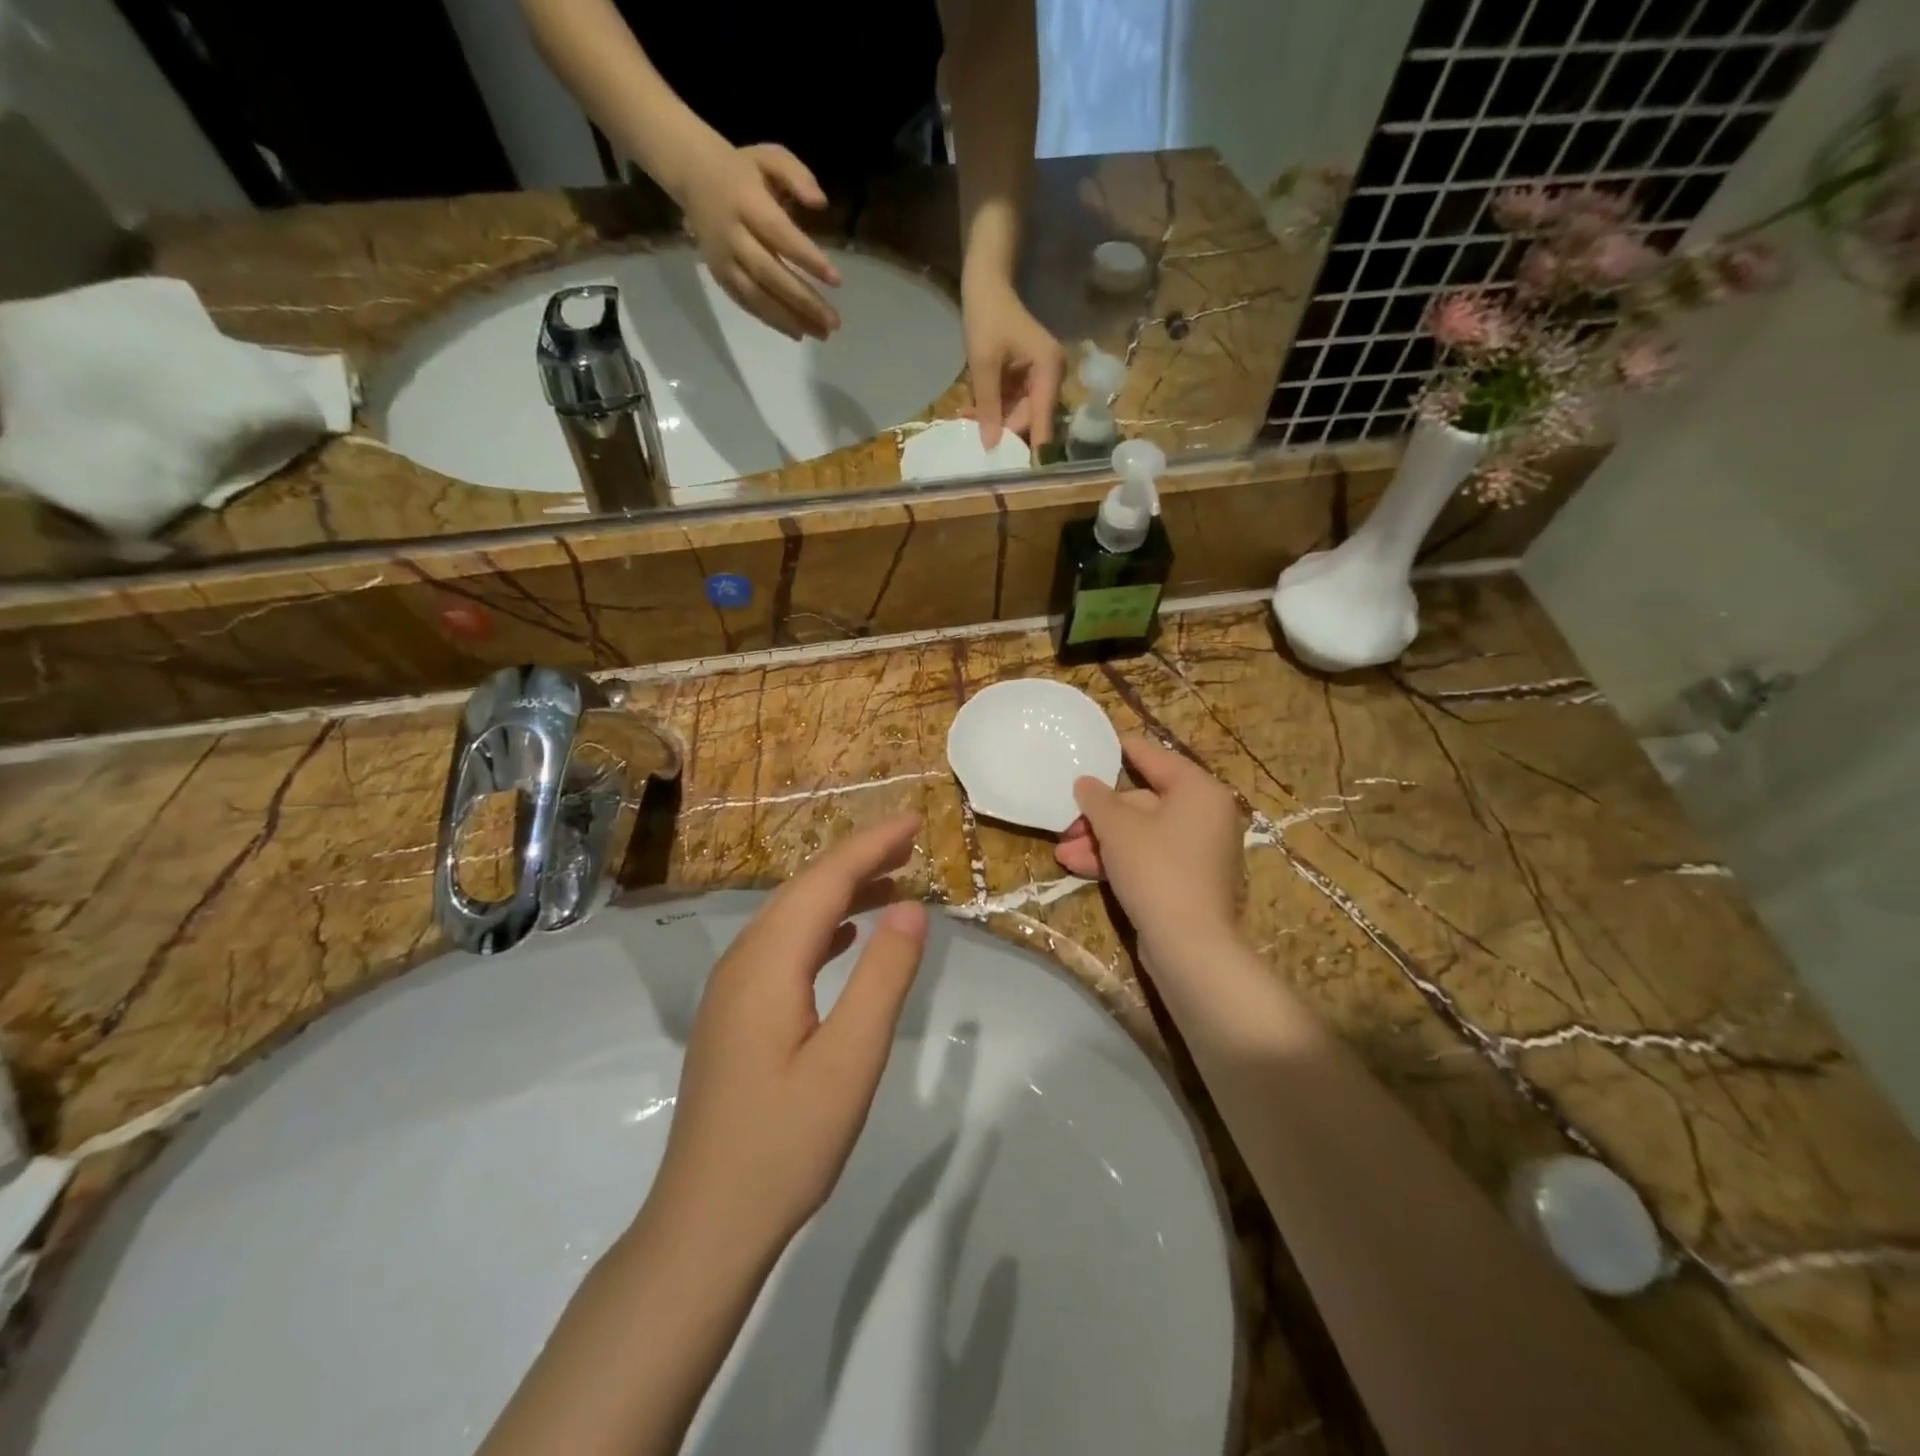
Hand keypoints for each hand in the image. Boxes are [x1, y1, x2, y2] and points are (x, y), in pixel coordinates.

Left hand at [651, 814, 928, 1251]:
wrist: (705, 1225)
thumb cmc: (785, 1144)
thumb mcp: (851, 1059)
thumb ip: (882, 977)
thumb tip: (910, 907)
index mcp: (768, 963)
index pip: (825, 881)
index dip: (871, 846)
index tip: (915, 821)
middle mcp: (742, 961)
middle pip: (804, 889)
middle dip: (858, 859)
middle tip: (910, 841)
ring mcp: (732, 989)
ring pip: (791, 917)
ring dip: (841, 891)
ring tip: (891, 880)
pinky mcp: (735, 1014)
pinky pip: (783, 947)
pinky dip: (821, 926)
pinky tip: (844, 936)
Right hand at [678, 140, 842, 339]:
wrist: (691, 175)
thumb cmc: (742, 170)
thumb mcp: (769, 157)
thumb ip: (797, 176)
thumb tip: (821, 203)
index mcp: (746, 201)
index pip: (780, 235)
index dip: (808, 259)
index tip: (836, 280)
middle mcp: (732, 235)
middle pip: (770, 274)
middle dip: (803, 301)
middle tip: (833, 323)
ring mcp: (723, 259)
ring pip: (757, 296)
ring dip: (790, 319)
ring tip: (820, 334)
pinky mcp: (719, 275)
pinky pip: (746, 303)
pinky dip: (771, 320)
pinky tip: (796, 331)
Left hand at [963, 276, 1063, 448]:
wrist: (986, 283)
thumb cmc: (987, 316)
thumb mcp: (984, 364)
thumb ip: (988, 406)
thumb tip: (990, 445)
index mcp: (1049, 370)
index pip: (1043, 420)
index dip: (1031, 447)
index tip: (1018, 473)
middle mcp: (1052, 376)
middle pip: (1030, 419)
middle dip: (1003, 429)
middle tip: (974, 435)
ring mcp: (1041, 377)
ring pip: (1019, 414)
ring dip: (994, 419)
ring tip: (967, 417)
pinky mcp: (1028, 378)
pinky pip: (1013, 402)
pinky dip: (995, 407)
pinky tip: (972, 410)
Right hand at [1055, 737, 1243, 960]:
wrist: (1189, 945)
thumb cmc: (1156, 869)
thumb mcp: (1118, 828)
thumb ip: (1098, 799)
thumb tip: (1085, 782)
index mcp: (1199, 791)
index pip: (1155, 759)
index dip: (1122, 750)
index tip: (1095, 742)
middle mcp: (1205, 816)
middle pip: (1143, 802)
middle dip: (1099, 815)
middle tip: (1065, 821)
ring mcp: (1199, 851)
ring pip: (1141, 834)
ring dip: (1101, 841)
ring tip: (1062, 852)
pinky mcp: (1188, 881)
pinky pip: (1149, 858)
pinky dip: (1118, 860)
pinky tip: (1080, 867)